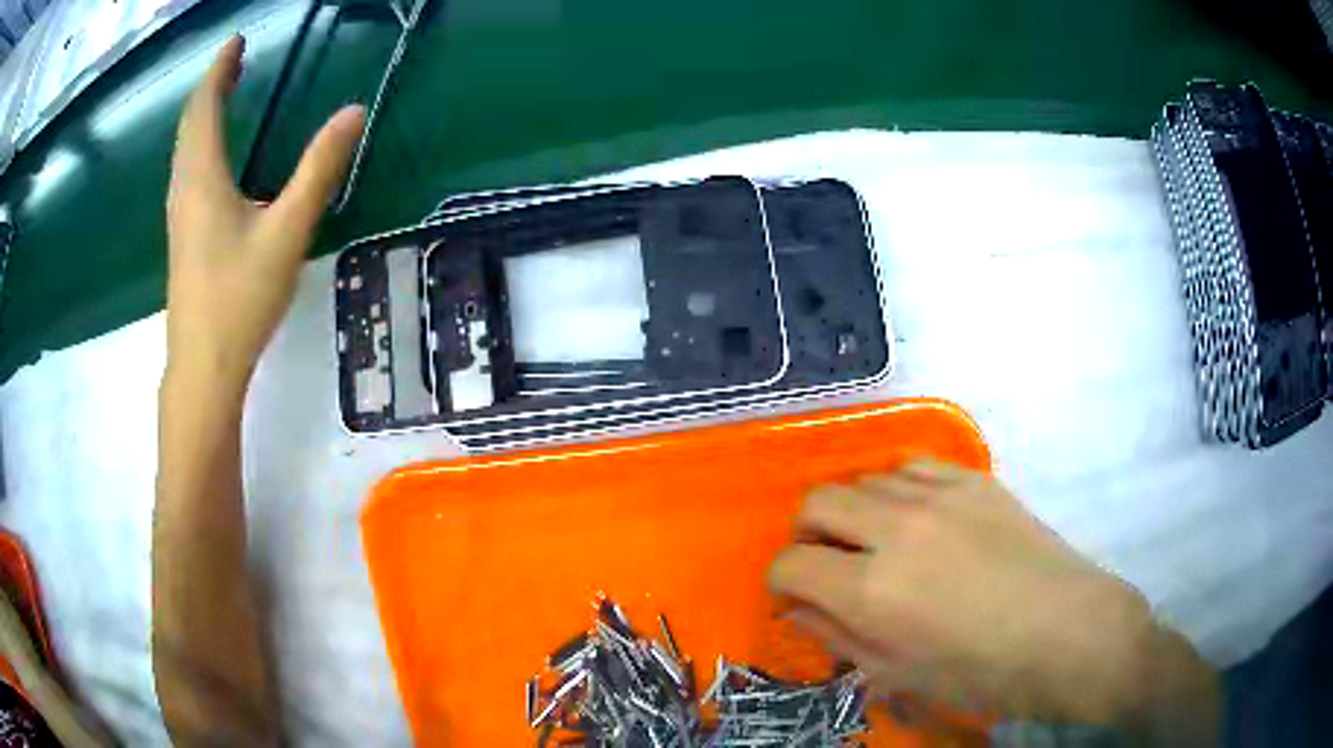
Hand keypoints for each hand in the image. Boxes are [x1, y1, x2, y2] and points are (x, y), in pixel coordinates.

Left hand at [166, 35, 364, 398]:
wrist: (203, 368)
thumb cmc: (239, 299)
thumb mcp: (286, 232)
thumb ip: (318, 169)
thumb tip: (354, 112)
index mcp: (203, 178)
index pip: (204, 107)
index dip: (219, 69)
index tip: (236, 41)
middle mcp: (184, 189)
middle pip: (190, 124)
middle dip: (211, 86)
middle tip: (235, 60)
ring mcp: (179, 215)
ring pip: (185, 149)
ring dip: (203, 114)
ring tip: (226, 94)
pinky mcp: (184, 237)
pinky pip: (187, 171)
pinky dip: (200, 144)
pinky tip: (215, 155)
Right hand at [768, 460, 1198, 726]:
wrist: (1065, 631)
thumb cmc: (980, 671)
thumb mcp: (898, 673)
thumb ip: (839, 636)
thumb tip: (801, 608)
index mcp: (872, 589)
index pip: (791, 564)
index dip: (781, 580)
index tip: (795, 594)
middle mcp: (896, 529)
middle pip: (818, 501)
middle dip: (808, 534)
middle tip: (828, 563)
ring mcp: (938, 495)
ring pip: (864, 478)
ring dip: (854, 510)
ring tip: (876, 541)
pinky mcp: (974, 479)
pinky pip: (913, 465)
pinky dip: (896, 488)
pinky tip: (915, 516)